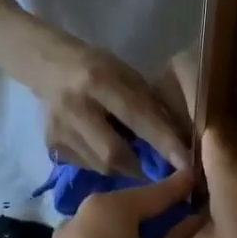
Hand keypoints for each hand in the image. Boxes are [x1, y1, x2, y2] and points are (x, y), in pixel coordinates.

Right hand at [35, 40, 191, 176]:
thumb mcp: (126, 74)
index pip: (137, 117)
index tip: (187, 163)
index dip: (163, 142)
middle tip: (160, 171)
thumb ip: (149, 105)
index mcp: (99, 81)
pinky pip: (86, 166)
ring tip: (134, 157)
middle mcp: (76, 107)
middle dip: (142, 167)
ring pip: (100, 165)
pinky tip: (106, 149)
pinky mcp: (51, 145)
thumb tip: (179, 139)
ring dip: (124, 167)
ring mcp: (60, 129)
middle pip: (113, 154)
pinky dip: (103, 164)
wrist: (49, 66)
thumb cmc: (97, 66)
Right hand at [186, 123, 236, 237]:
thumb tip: (200, 217)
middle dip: (212, 181)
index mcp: (235, 181)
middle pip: (234, 169)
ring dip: (235, 209)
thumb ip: (191, 226)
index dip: (196, 138)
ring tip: (217, 236)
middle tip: (189, 204)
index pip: (214, 139)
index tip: (179, 150)